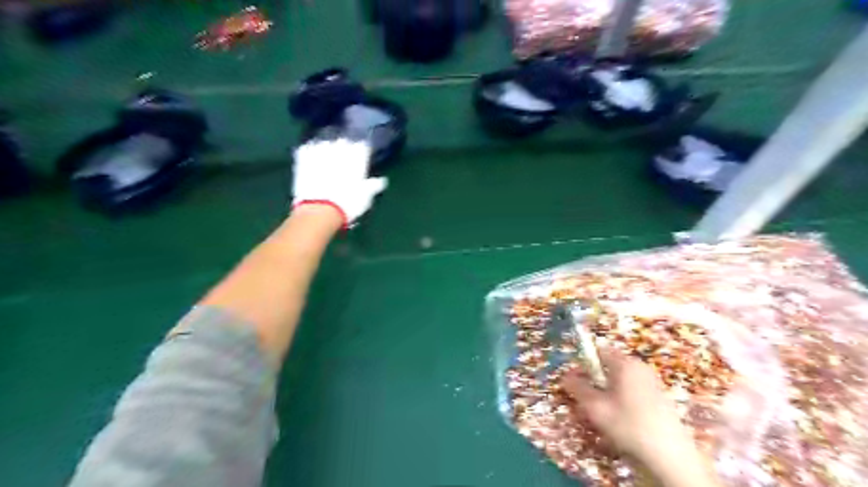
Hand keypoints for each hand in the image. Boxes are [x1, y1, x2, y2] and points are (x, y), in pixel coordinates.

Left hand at [291, 138, 386, 226]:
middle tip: (344, 157)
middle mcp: (340, 148)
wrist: (319, 209)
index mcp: (358, 155)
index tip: (361, 158)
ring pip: (325, 141)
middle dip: (344, 147)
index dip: (362, 152)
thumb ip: (373, 185)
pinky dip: (310, 152)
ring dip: (327, 147)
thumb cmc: (348, 204)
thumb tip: (381, 181)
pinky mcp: (302, 157)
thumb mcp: (366, 196)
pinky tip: (311, 159)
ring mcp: (320, 150)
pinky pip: (307, 148)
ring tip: (327, 156)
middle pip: (343, 140)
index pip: (362, 146)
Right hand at [560, 352, 700, 473]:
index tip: (576, 381)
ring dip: (606, 393)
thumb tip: (565, 376)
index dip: (583, 364)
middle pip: (608, 366)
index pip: (597, 351)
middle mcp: (639, 367)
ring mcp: (652, 382)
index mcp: (624, 363)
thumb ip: (578, 388)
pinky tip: (621, 422)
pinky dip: (621, 401)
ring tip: (602, 415)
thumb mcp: (595, 407)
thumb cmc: (628, 425)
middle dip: (594, 381)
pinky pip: (632, 391)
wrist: (670, 457)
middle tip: (587, 402)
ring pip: (619, 381)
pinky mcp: (659, 397)